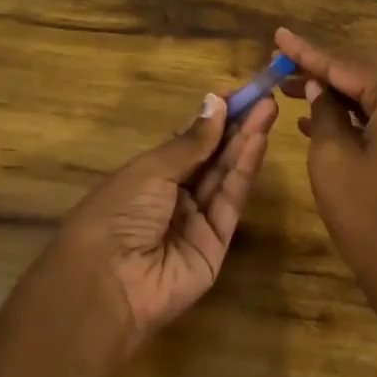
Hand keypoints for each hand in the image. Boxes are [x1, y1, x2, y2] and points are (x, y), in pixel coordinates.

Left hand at [45, 91, 277, 357]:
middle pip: (213, 157)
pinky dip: (245, 171)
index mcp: (151, 175)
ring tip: (268, 110)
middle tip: (264, 98)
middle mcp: (176, 196)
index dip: (214, 118)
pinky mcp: (217, 245)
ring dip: (247, 142)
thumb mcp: (152, 169)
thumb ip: (192, 141)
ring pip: (226, 176)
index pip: (190, 142)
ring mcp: (197, 222)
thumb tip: (215, 102)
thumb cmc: (119, 212)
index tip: (237, 93)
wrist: (108, 283)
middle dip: (237, 126)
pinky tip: (258, 141)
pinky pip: (231, 202)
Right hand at [277, 28, 376, 342]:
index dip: (307, 52)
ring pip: (365, 99)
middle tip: (278, 63)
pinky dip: (346, 118)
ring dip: (329, 95)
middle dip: (317, 71)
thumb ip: (324, 113)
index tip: (278, 35)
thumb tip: (318, 88)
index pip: (345, 66)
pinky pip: (375, 120)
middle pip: (358, 78)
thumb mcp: (332, 159)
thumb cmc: (368, 215)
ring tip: (287, 88)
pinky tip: (312, 119)